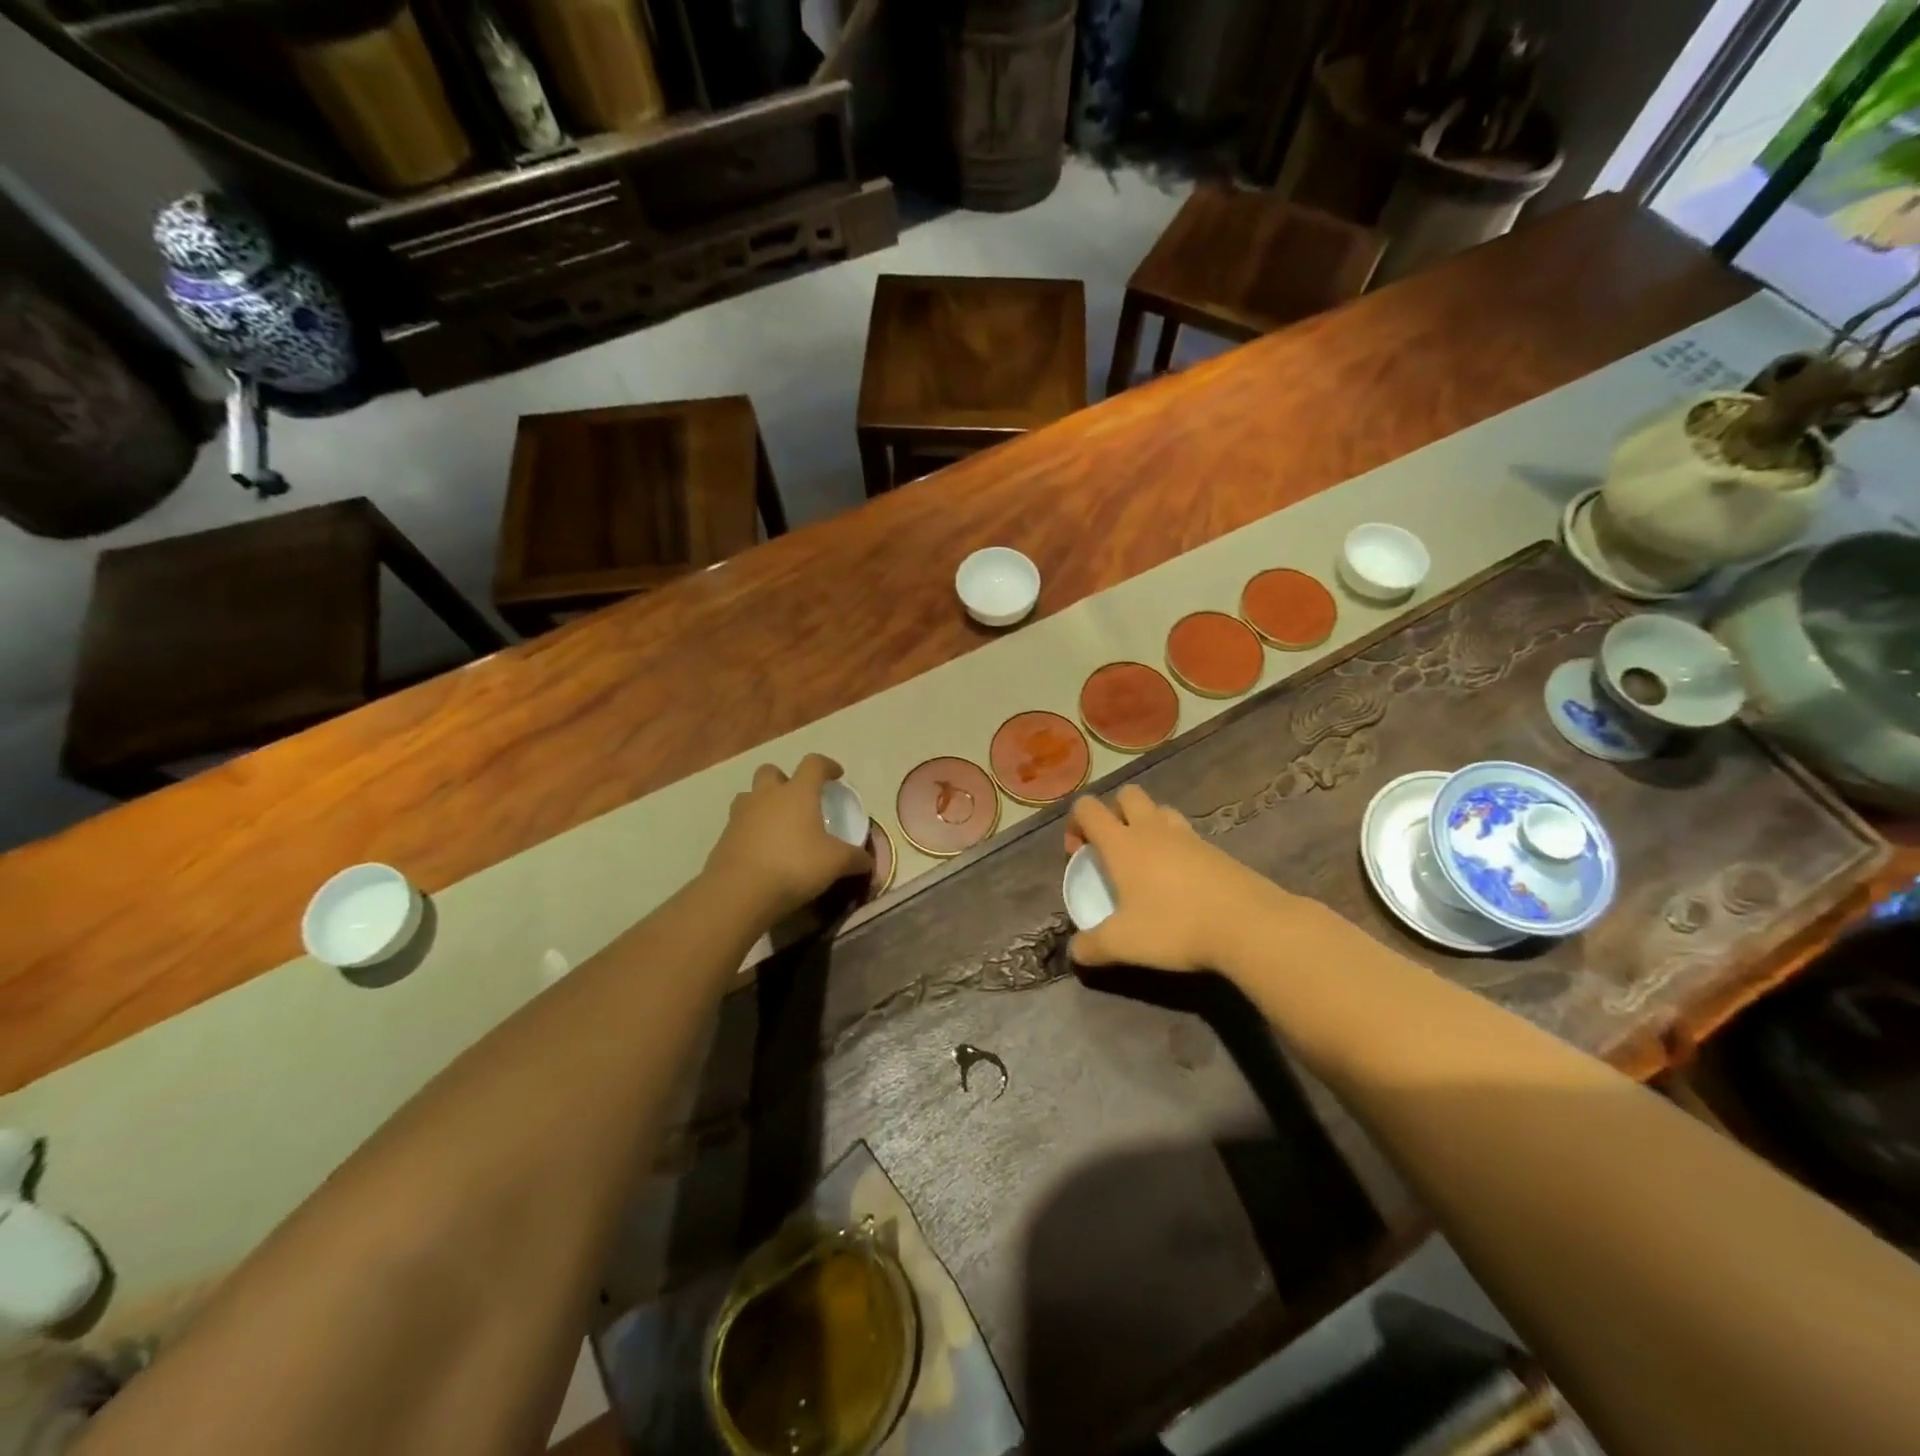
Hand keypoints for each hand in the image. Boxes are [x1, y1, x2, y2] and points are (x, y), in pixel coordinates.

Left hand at [704, 754, 872, 922]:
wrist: (740, 891)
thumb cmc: (795, 866)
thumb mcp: (836, 863)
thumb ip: (855, 858)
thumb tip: (868, 861)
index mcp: (798, 793)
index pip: (813, 764)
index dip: (827, 766)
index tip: (836, 775)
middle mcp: (767, 796)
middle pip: (771, 771)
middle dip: (785, 779)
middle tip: (798, 798)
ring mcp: (741, 815)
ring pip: (749, 795)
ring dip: (762, 802)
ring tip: (776, 823)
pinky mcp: (724, 837)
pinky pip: (738, 824)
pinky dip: (750, 830)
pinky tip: (762, 850)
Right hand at [1065, 785, 1308, 972]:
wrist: (1247, 925)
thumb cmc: (1174, 926)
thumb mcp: (1123, 944)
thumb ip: (1092, 946)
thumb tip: (1075, 952)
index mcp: (1122, 843)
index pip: (1088, 808)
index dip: (1076, 822)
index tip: (1079, 853)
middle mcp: (1152, 829)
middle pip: (1128, 795)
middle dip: (1114, 812)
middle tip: (1114, 848)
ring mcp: (1188, 836)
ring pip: (1160, 810)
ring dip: (1147, 824)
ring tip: (1147, 861)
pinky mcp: (1216, 850)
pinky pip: (1187, 834)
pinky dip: (1176, 846)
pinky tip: (1180, 881)